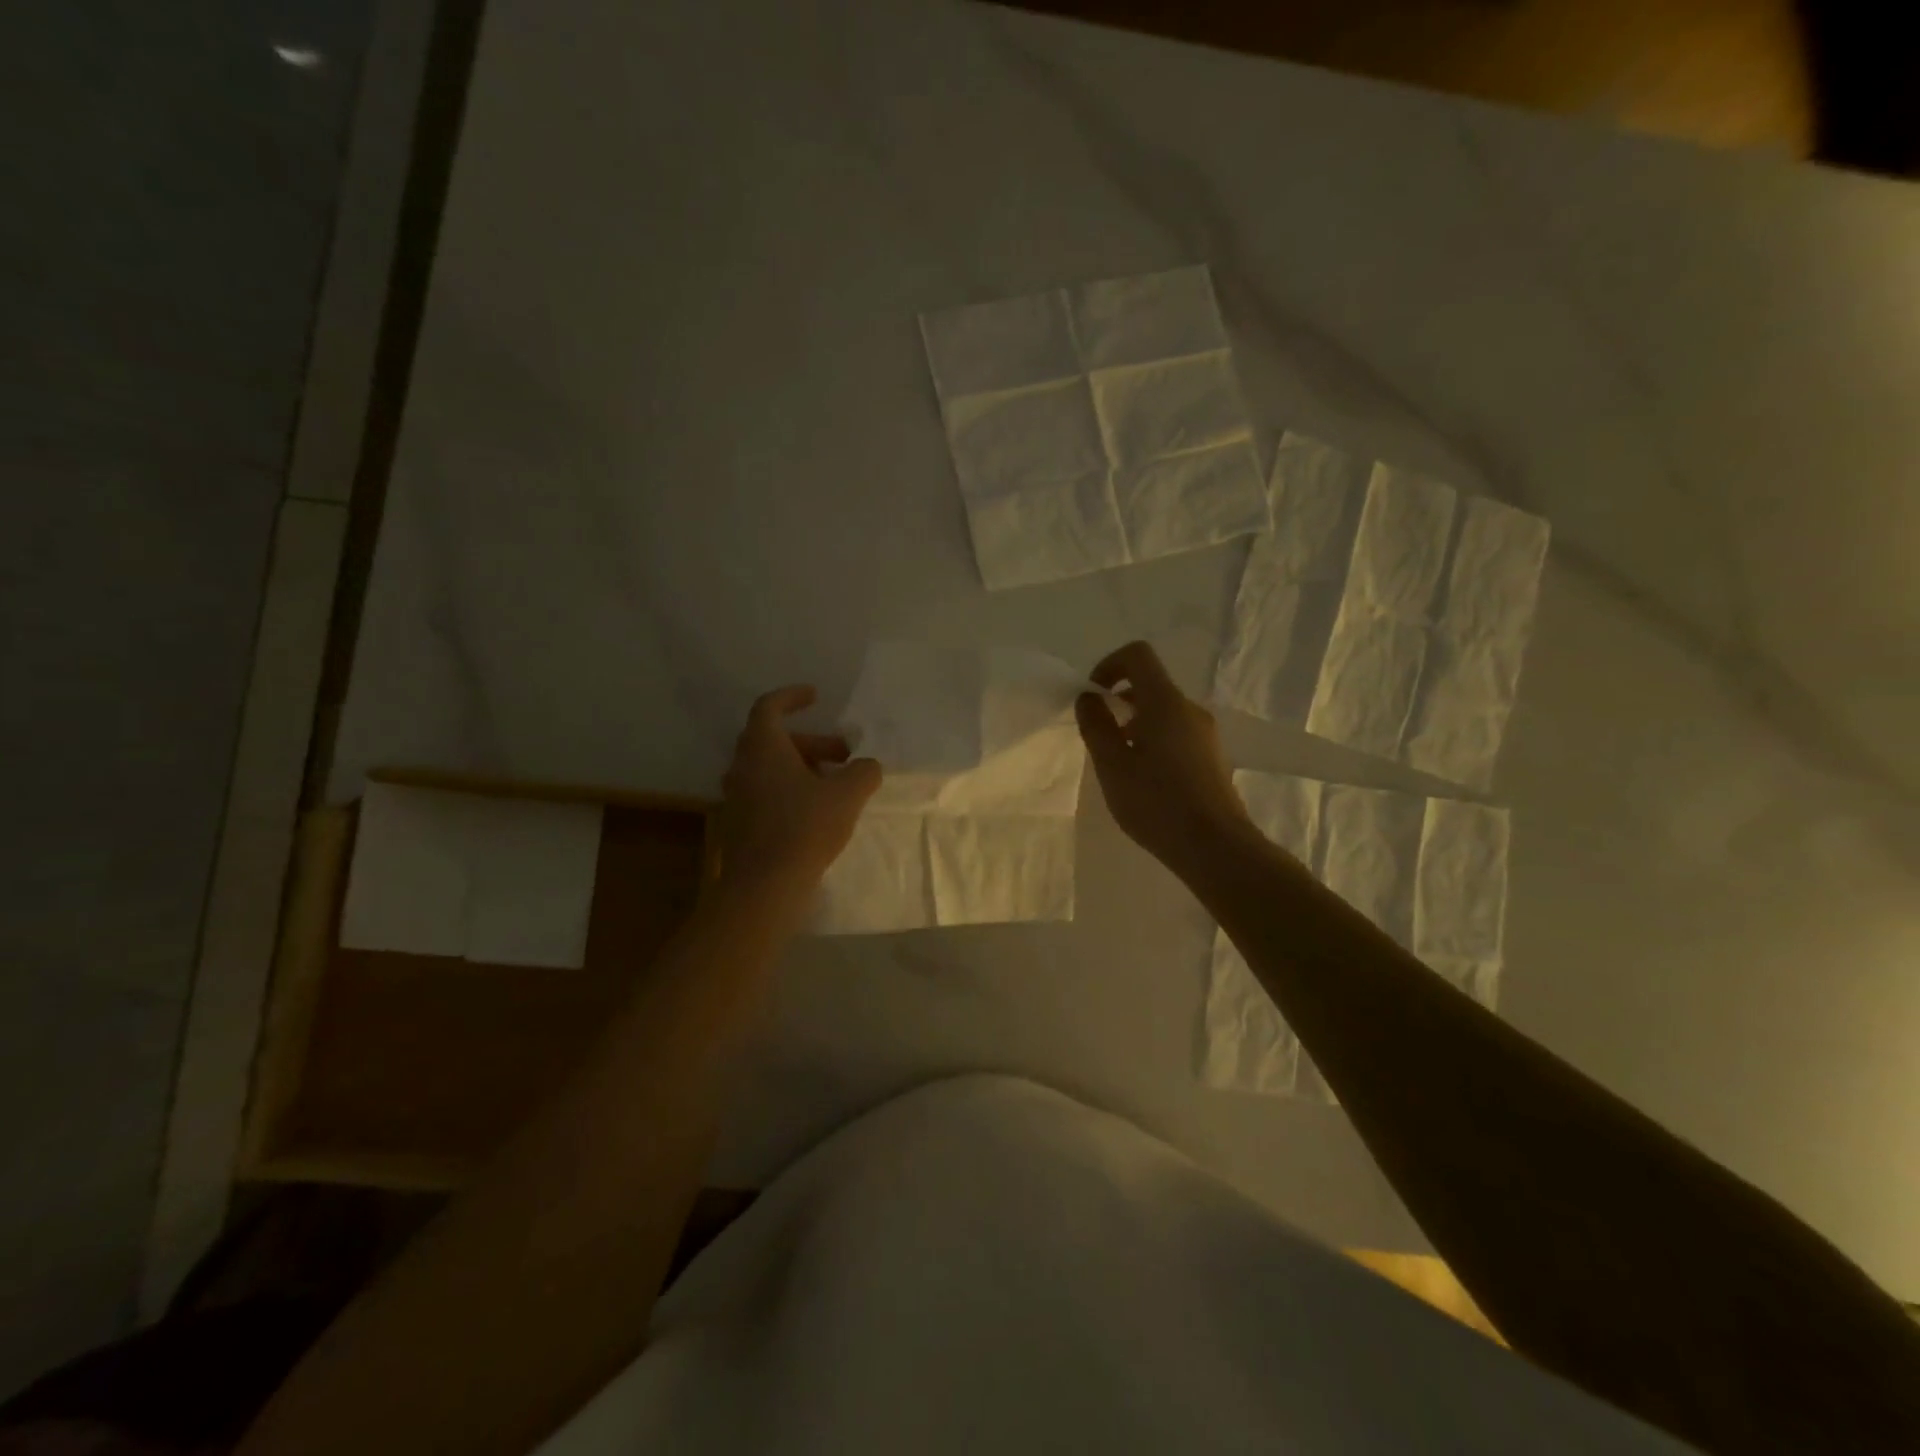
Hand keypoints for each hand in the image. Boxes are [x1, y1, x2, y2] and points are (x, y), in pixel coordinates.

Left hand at [720, 685, 881, 899]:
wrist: (764, 885)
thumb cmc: (804, 828)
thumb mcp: (847, 795)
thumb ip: (863, 772)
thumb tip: (868, 765)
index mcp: (763, 748)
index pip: (769, 707)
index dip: (792, 697)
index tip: (816, 696)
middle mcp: (742, 766)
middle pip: (776, 740)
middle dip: (813, 743)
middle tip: (844, 755)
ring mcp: (736, 796)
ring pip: (771, 768)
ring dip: (803, 768)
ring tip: (836, 785)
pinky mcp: (739, 823)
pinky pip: (765, 793)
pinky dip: (790, 790)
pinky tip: (817, 811)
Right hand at [1075, 641, 1250, 877]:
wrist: (1215, 847)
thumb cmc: (1156, 803)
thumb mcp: (1112, 765)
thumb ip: (1096, 725)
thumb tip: (1088, 697)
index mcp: (1165, 703)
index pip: (1137, 655)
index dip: (1109, 665)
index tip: (1094, 697)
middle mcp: (1190, 709)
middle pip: (1150, 685)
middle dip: (1119, 702)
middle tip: (1100, 738)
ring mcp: (1206, 733)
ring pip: (1163, 712)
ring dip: (1135, 724)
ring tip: (1120, 764)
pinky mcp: (1212, 756)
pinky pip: (1176, 732)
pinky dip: (1153, 740)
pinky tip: (1145, 780)